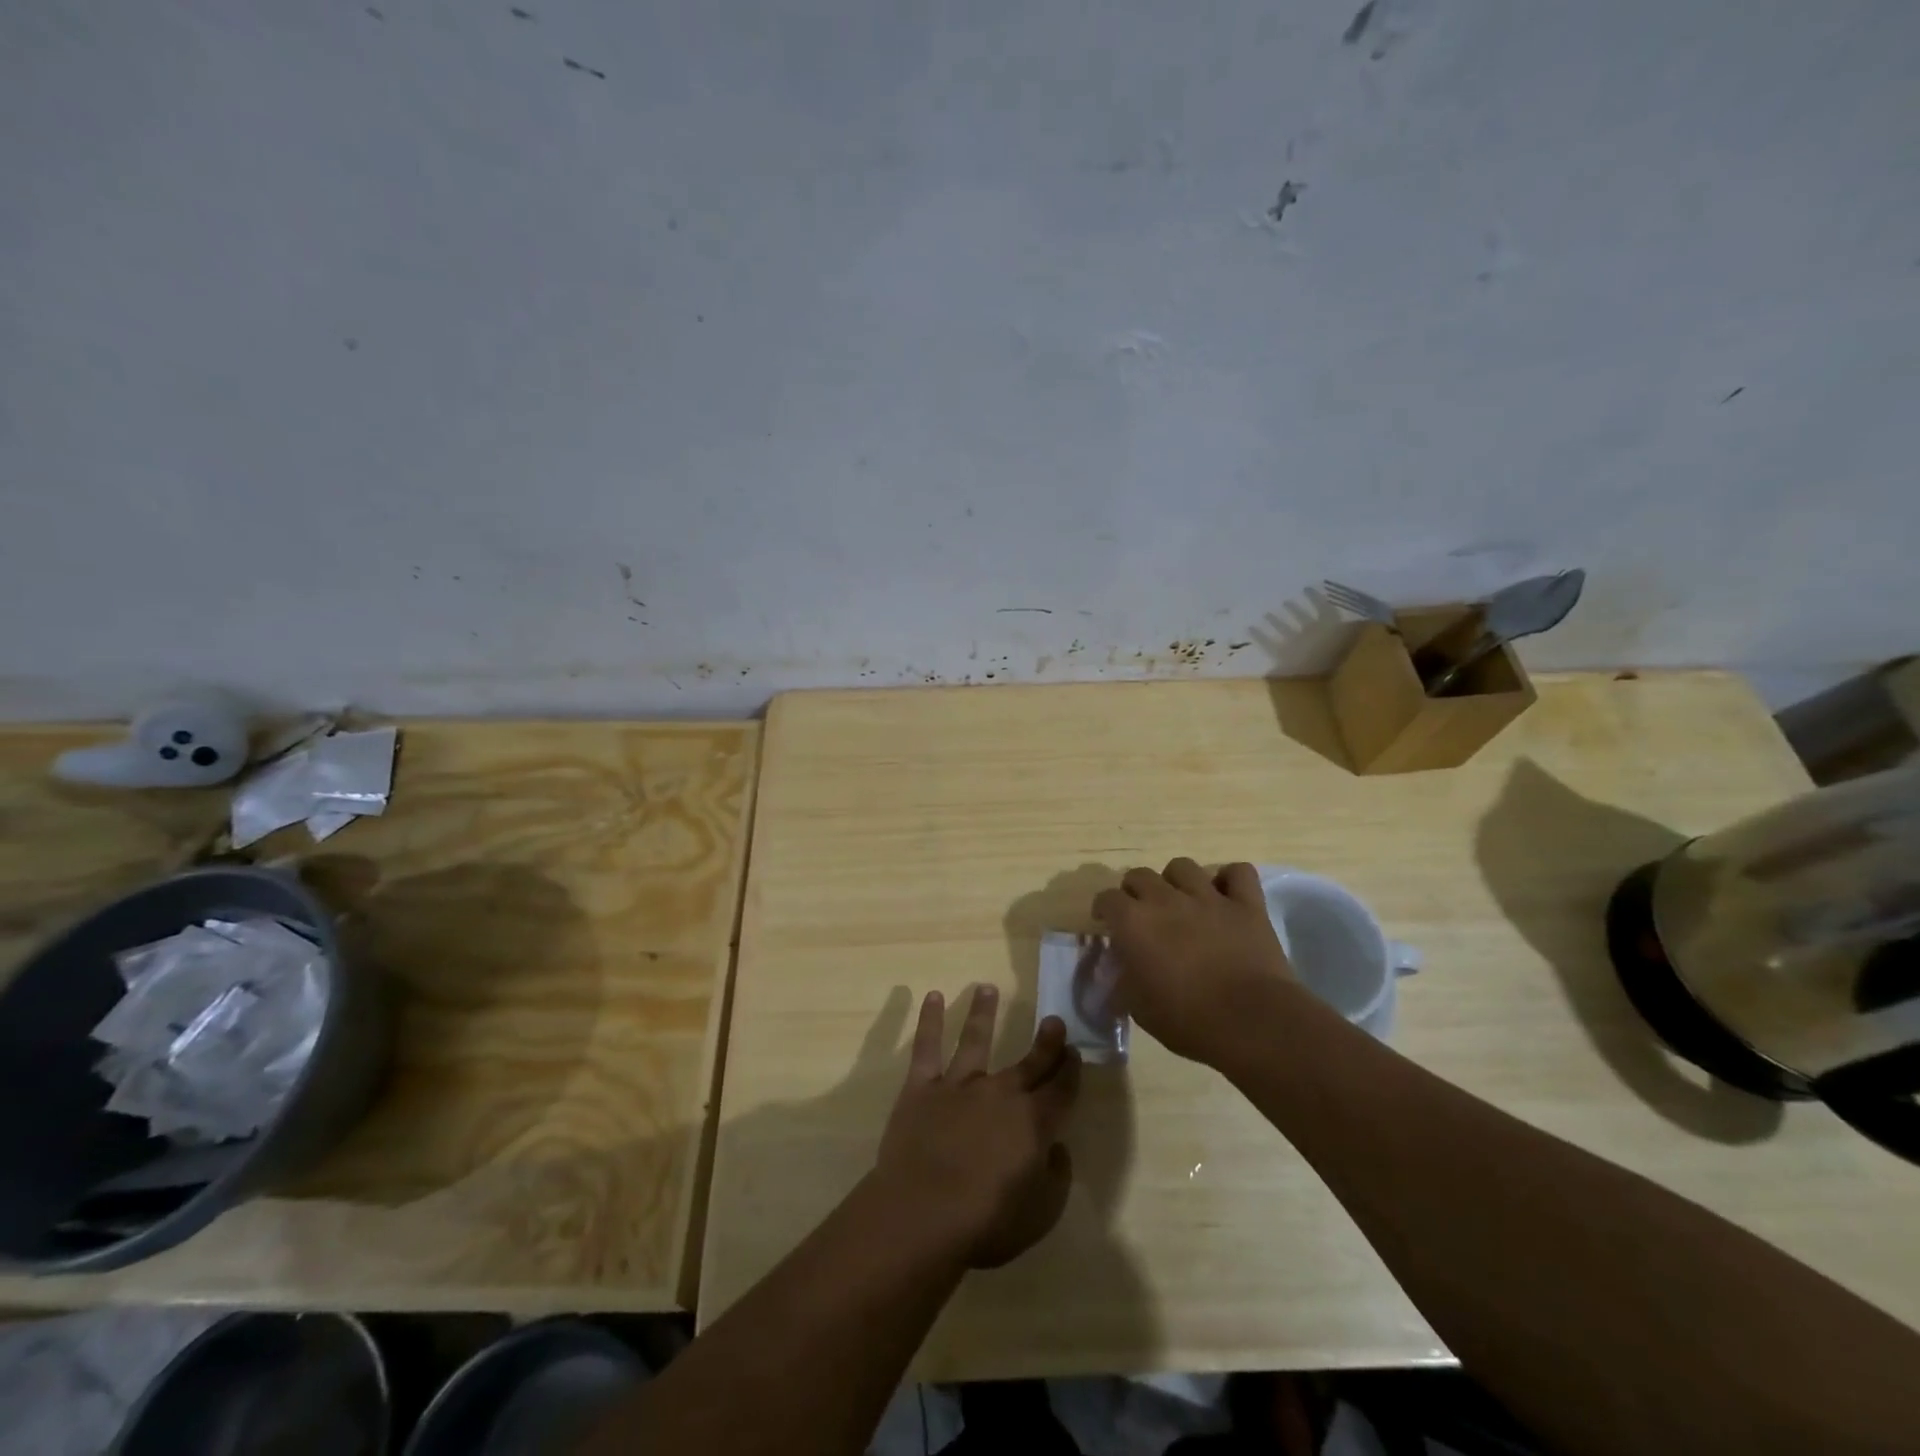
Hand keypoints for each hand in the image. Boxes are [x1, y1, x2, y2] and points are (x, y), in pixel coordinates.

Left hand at [874, 985, 1080, 1268]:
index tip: (1075, 1052)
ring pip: (975, 1039)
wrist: (924, 1213)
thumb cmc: (986, 1222)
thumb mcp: (1040, 1213)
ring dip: (983, 1013)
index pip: (1061, 1090)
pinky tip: (932, 996)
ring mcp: (959, 1085)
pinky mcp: (922, 1087)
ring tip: (987, 987)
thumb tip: (1057, 1148)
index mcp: (1033, 1122)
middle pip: (1028, 1062)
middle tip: (1054, 1019)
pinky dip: (929, 1021)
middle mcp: (1001, 1093)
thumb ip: (1056, 1177)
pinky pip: (926, 1047)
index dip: (1071, 1071)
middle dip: (1046, 1041)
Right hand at [1093, 858, 1295, 1065]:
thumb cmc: (1187, 1020)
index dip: (1104, 909)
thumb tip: (1121, 970)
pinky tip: (1226, 895)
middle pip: (1140, 875)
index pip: (1106, 898)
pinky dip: (1230, 880)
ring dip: (1176, 881)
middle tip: (1142, 913)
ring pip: (1183, 867)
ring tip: (1181, 900)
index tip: (1107, 923)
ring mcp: (1208, 897)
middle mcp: (1166, 899)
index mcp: (1134, 922)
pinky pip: (1238, 872)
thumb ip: (1124, 980)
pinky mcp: (1247, 904)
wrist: (1251, 1022)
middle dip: (1135, 890)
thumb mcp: (1138, 1008)